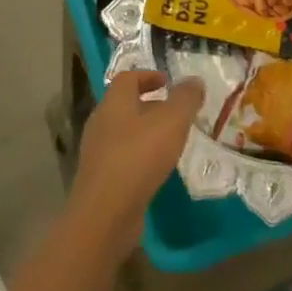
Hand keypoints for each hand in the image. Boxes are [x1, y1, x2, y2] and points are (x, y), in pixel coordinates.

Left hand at [68, 70, 202, 256]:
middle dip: (149, 105)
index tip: (168, 82)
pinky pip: (122, 158)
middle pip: (125, 104)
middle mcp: (101, 122)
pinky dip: (139, 156)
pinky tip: (157, 170)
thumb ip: (185, 99)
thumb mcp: (171, 122)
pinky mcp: (100, 179)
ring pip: (123, 132)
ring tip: (171, 141)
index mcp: (114, 102)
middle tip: (175, 113)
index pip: (128, 78)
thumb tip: (194, 80)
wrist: (105, 214)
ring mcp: (97, 152)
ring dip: (145, 132)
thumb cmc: (138, 157)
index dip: (148, 76)